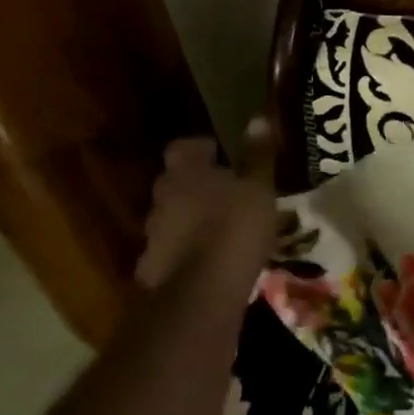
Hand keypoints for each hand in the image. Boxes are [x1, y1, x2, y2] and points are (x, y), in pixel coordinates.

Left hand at [134, 126, 274, 293]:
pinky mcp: (154, 269)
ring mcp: (153, 235)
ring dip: (193, 219)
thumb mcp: (260, 188)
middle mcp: (162, 198)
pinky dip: (189, 252)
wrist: (201, 295)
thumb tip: (258, 119)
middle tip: (230, 193)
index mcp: (185, 172)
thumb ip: (258, 155)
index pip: (184, 146)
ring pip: (175, 217)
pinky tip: (213, 261)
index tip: (223, 154)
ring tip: (224, 230)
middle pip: (177, 182)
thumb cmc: (235, 229)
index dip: (203, 148)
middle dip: (199, 186)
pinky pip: (174, 251)